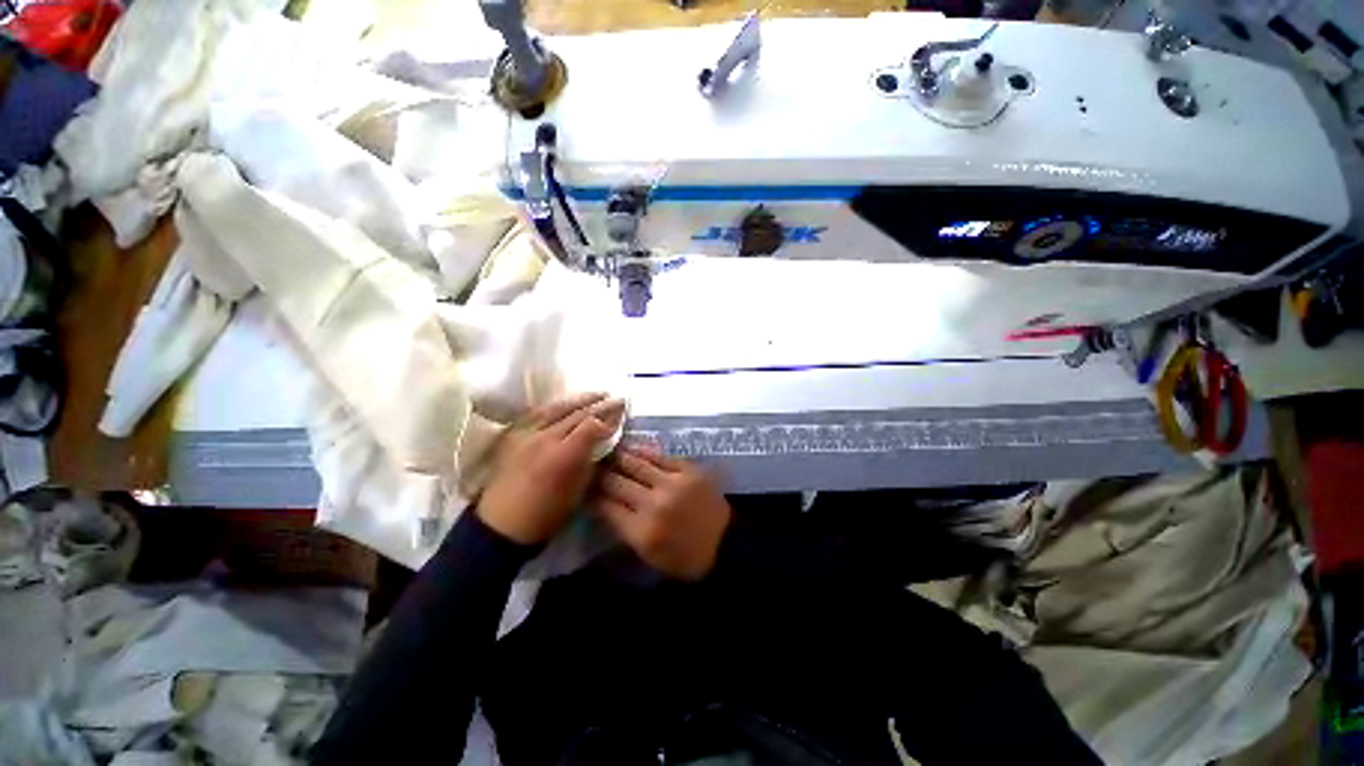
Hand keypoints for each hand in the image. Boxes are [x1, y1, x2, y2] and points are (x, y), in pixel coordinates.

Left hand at [478, 393, 624, 544]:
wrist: (501, 525)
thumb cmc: (545, 516)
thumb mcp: (578, 492)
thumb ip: (591, 461)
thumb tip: (603, 443)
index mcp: (562, 456)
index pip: (591, 426)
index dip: (608, 419)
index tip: (621, 417)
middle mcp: (544, 438)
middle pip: (577, 414)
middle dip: (600, 405)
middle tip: (618, 399)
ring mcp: (526, 434)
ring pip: (557, 408)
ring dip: (580, 400)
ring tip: (597, 394)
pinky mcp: (514, 435)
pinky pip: (538, 412)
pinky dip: (557, 405)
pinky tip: (567, 403)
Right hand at [589, 444, 731, 580]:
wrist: (724, 546)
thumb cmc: (683, 558)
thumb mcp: (647, 554)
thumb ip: (622, 527)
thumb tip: (601, 501)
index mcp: (642, 532)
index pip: (605, 505)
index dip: (591, 493)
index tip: (583, 485)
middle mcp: (654, 504)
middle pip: (616, 481)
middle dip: (601, 473)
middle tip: (592, 465)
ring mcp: (673, 483)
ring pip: (635, 463)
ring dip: (618, 457)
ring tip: (608, 451)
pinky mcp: (689, 470)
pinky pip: (659, 455)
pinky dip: (642, 452)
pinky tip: (633, 449)